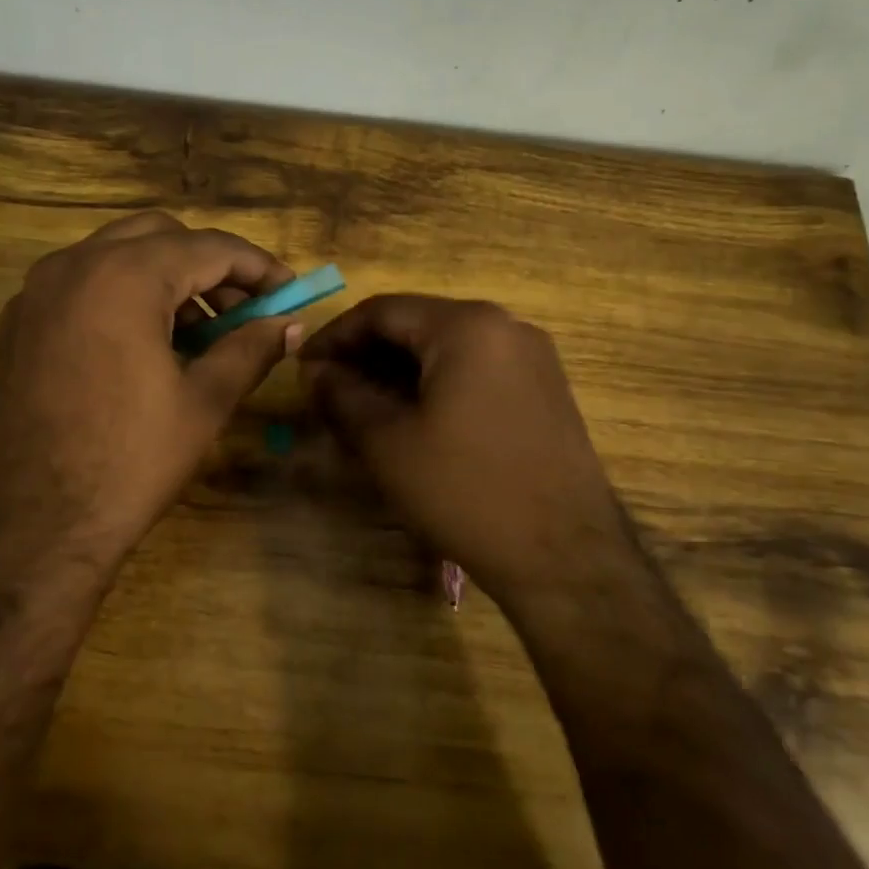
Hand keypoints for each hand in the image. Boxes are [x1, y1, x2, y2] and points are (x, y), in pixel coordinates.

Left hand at [0, 212, 302, 572]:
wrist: (25, 531)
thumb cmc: (127, 464)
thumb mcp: (203, 403)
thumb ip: (251, 350)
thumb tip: (290, 324)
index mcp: (124, 276)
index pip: (209, 247)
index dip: (258, 267)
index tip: (287, 293)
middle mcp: (73, 265)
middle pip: (159, 236)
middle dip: (209, 265)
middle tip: (243, 310)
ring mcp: (36, 292)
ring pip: (116, 255)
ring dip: (165, 278)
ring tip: (200, 334)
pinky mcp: (17, 323)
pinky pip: (82, 284)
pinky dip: (123, 295)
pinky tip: (144, 346)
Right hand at [298, 295, 625, 601]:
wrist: (566, 558)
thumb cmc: (466, 491)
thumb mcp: (388, 443)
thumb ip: (341, 395)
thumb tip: (314, 372)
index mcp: (467, 326)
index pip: (382, 311)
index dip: (334, 336)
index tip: (303, 367)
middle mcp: (506, 326)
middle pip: (417, 325)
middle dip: (366, 355)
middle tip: (329, 390)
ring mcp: (532, 357)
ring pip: (446, 349)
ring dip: (399, 371)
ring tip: (363, 407)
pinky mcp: (544, 389)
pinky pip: (475, 370)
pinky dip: (435, 384)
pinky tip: (412, 418)